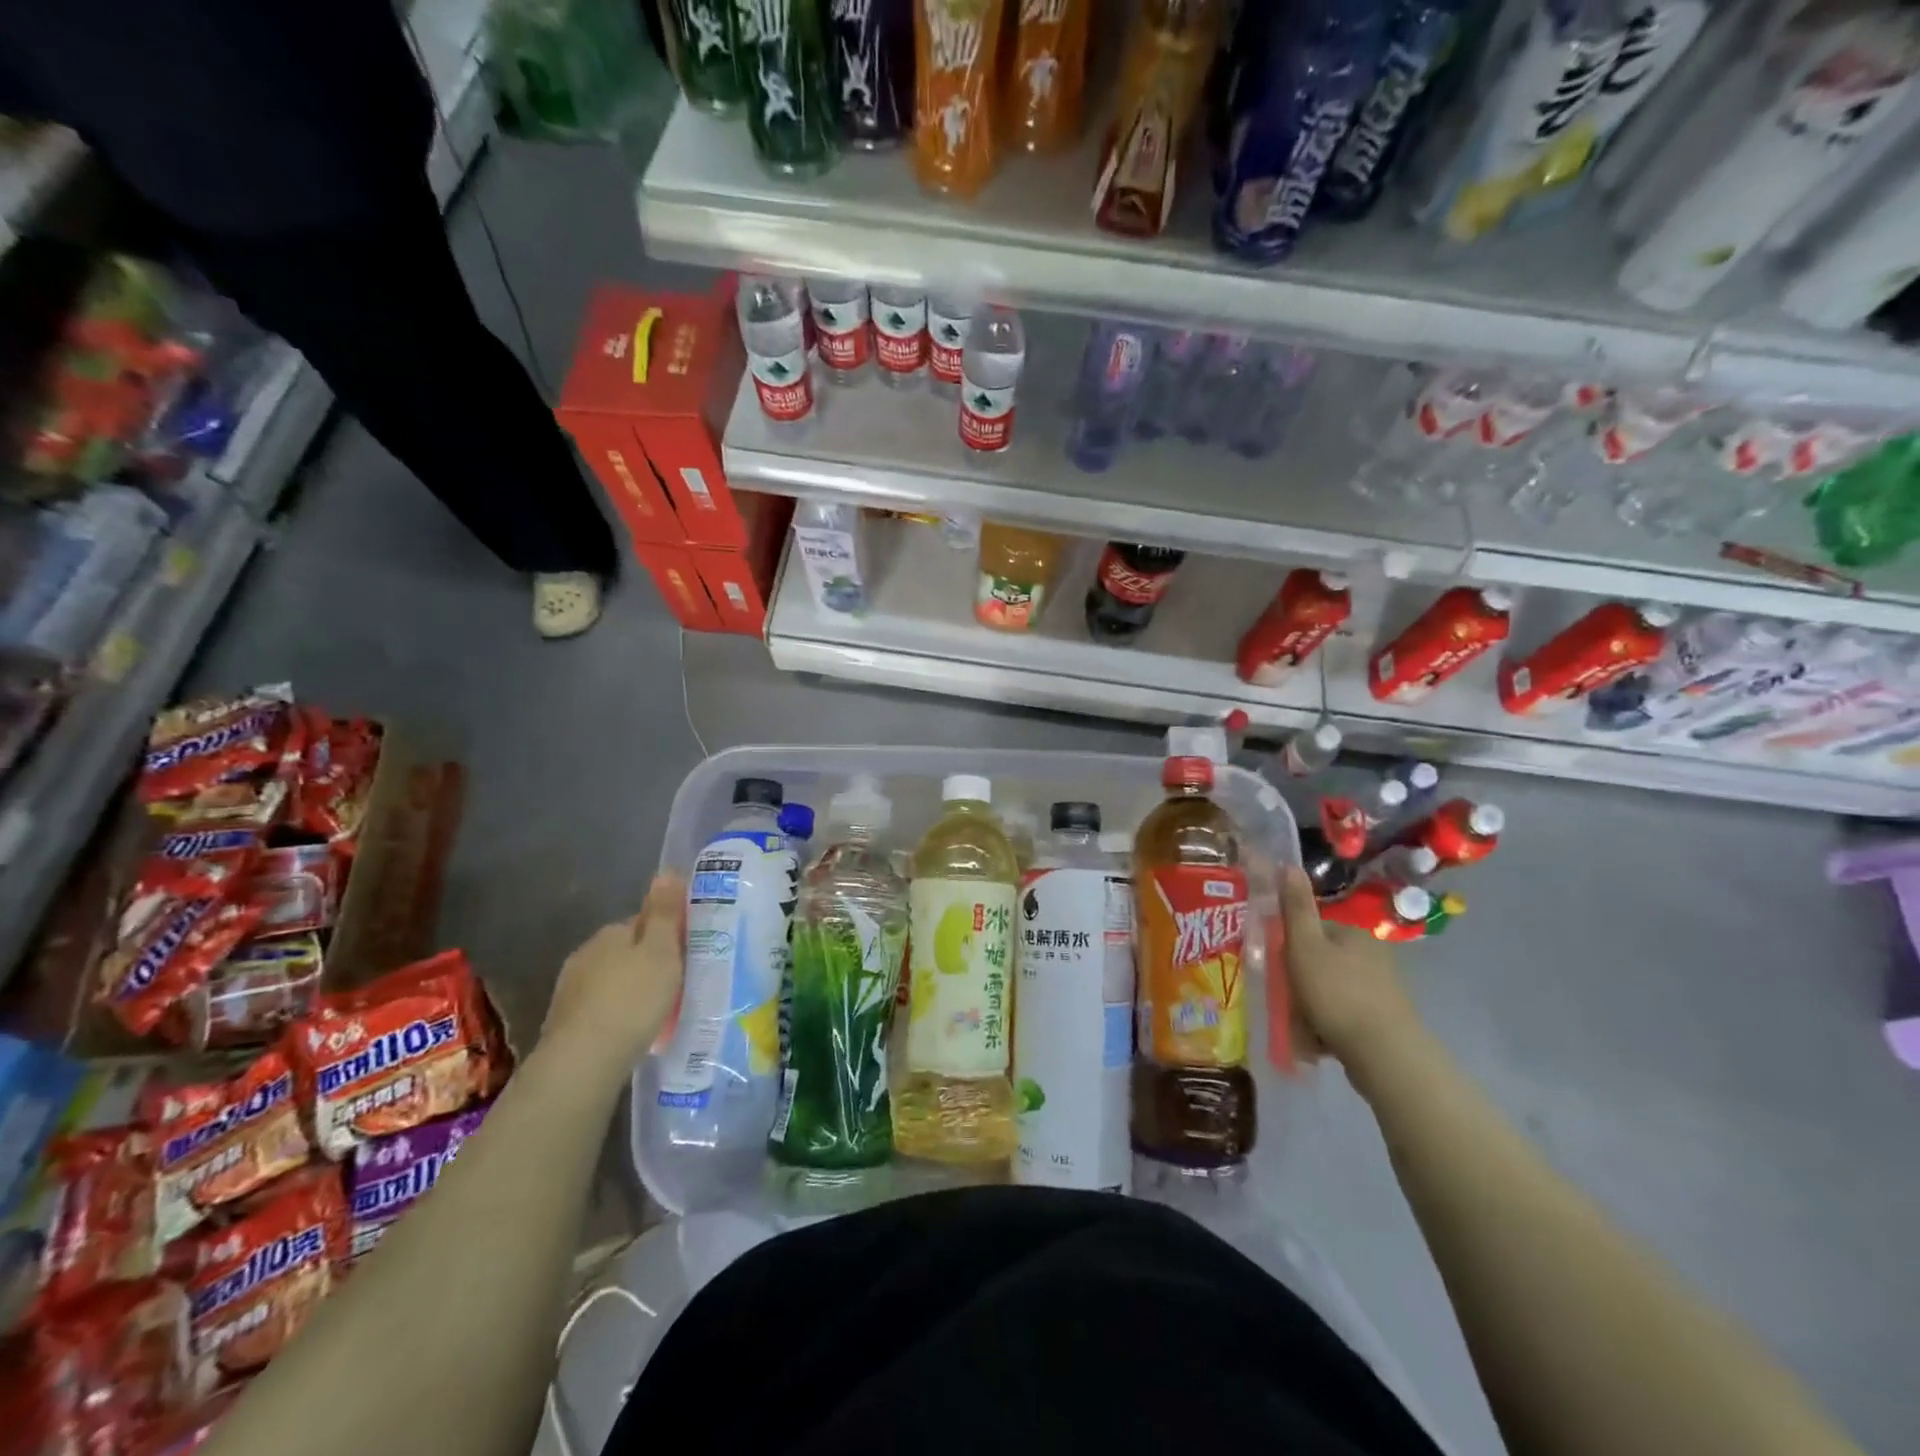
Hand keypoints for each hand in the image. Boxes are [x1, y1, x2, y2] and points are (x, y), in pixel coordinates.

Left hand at [541, 874, 685, 1077]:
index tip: (685, 953)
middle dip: (647, 963)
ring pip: (611, 981)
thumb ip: (664, 913)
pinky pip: (601, 1009)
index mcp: (611, 933)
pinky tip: (631, 1032)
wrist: (582, 1062)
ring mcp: (570, 990)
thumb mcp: (661, 951)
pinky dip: (617, 1015)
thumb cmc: (632, 1000)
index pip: (642, 923)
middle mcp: (585, 955)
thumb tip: (667, 870)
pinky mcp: (564, 1024)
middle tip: (676, 984)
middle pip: (625, 951)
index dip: (666, 935)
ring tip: (657, 1012)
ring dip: (631, 990)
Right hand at [1281, 865, 1419, 1066]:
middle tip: (1285, 998)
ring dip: (1313, 1004)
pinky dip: (1330, 1023)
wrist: (1384, 1054)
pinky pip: (1345, 1013)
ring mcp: (1382, 988)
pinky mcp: (1385, 1019)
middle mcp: (1372, 954)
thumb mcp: (1305, 945)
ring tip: (1301, 1024)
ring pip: (1332, 988)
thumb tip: (1288, 863)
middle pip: (1321, 959)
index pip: (1312, 929)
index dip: (1290, 945)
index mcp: (1353, 933)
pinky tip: (1319, 1040)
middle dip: (1301, 978)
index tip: (1277, 965)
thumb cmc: (1336, 993)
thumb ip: (1295, 907)